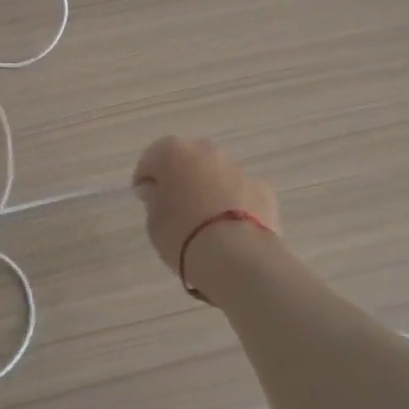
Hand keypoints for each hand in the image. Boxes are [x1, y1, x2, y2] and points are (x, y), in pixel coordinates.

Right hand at [132, 136, 280, 277]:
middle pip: (188, 160)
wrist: (237, 257)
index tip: (145, 200)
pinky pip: (241, 193)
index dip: (146, 179)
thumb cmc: (183, 235)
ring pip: (217, 175)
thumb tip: (157, 191)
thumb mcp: (153, 222)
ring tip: (206, 222)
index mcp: (173, 153)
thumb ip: (154, 200)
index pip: (152, 159)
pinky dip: (236, 205)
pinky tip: (232, 230)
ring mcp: (238, 168)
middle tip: (176, 208)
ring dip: (210, 190)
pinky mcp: (263, 189)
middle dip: (181, 179)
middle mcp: (206, 151)